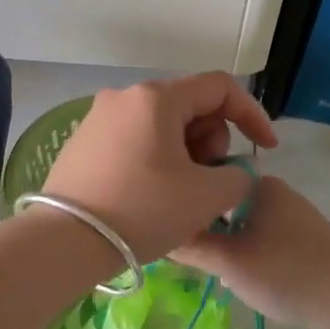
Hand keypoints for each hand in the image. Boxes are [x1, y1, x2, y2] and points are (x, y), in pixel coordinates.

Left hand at [39, 73, 278, 264]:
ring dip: (185, 152)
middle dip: (211, 140)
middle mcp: (124, 96)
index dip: (252, 115)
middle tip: (207, 181)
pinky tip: (151, 195)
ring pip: (162, 125)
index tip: (264, 150)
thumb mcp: (206, 196)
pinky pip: (135, 140)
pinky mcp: (82, 142)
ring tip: (179, 194)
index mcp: (156, 98)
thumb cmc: (142, 210)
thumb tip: (234, 172)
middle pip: (189, 105)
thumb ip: (238, 176)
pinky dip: (156, 159)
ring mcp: (98, 118)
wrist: (65, 240)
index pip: (220, 88)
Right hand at [173, 176, 329, 328]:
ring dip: (224, 244)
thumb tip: (158, 235)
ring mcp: (292, 216)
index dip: (183, 202)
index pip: (206, 180)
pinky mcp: (304, 240)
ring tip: (208, 269)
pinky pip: (261, 238)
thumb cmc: (286, 272)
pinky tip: (239, 277)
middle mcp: (276, 192)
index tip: (165, 227)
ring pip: (241, 224)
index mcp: (258, 184)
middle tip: (184, 255)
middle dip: (203, 228)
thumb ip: (191, 246)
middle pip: (222, 203)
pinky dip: (246, 253)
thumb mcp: (229, 261)